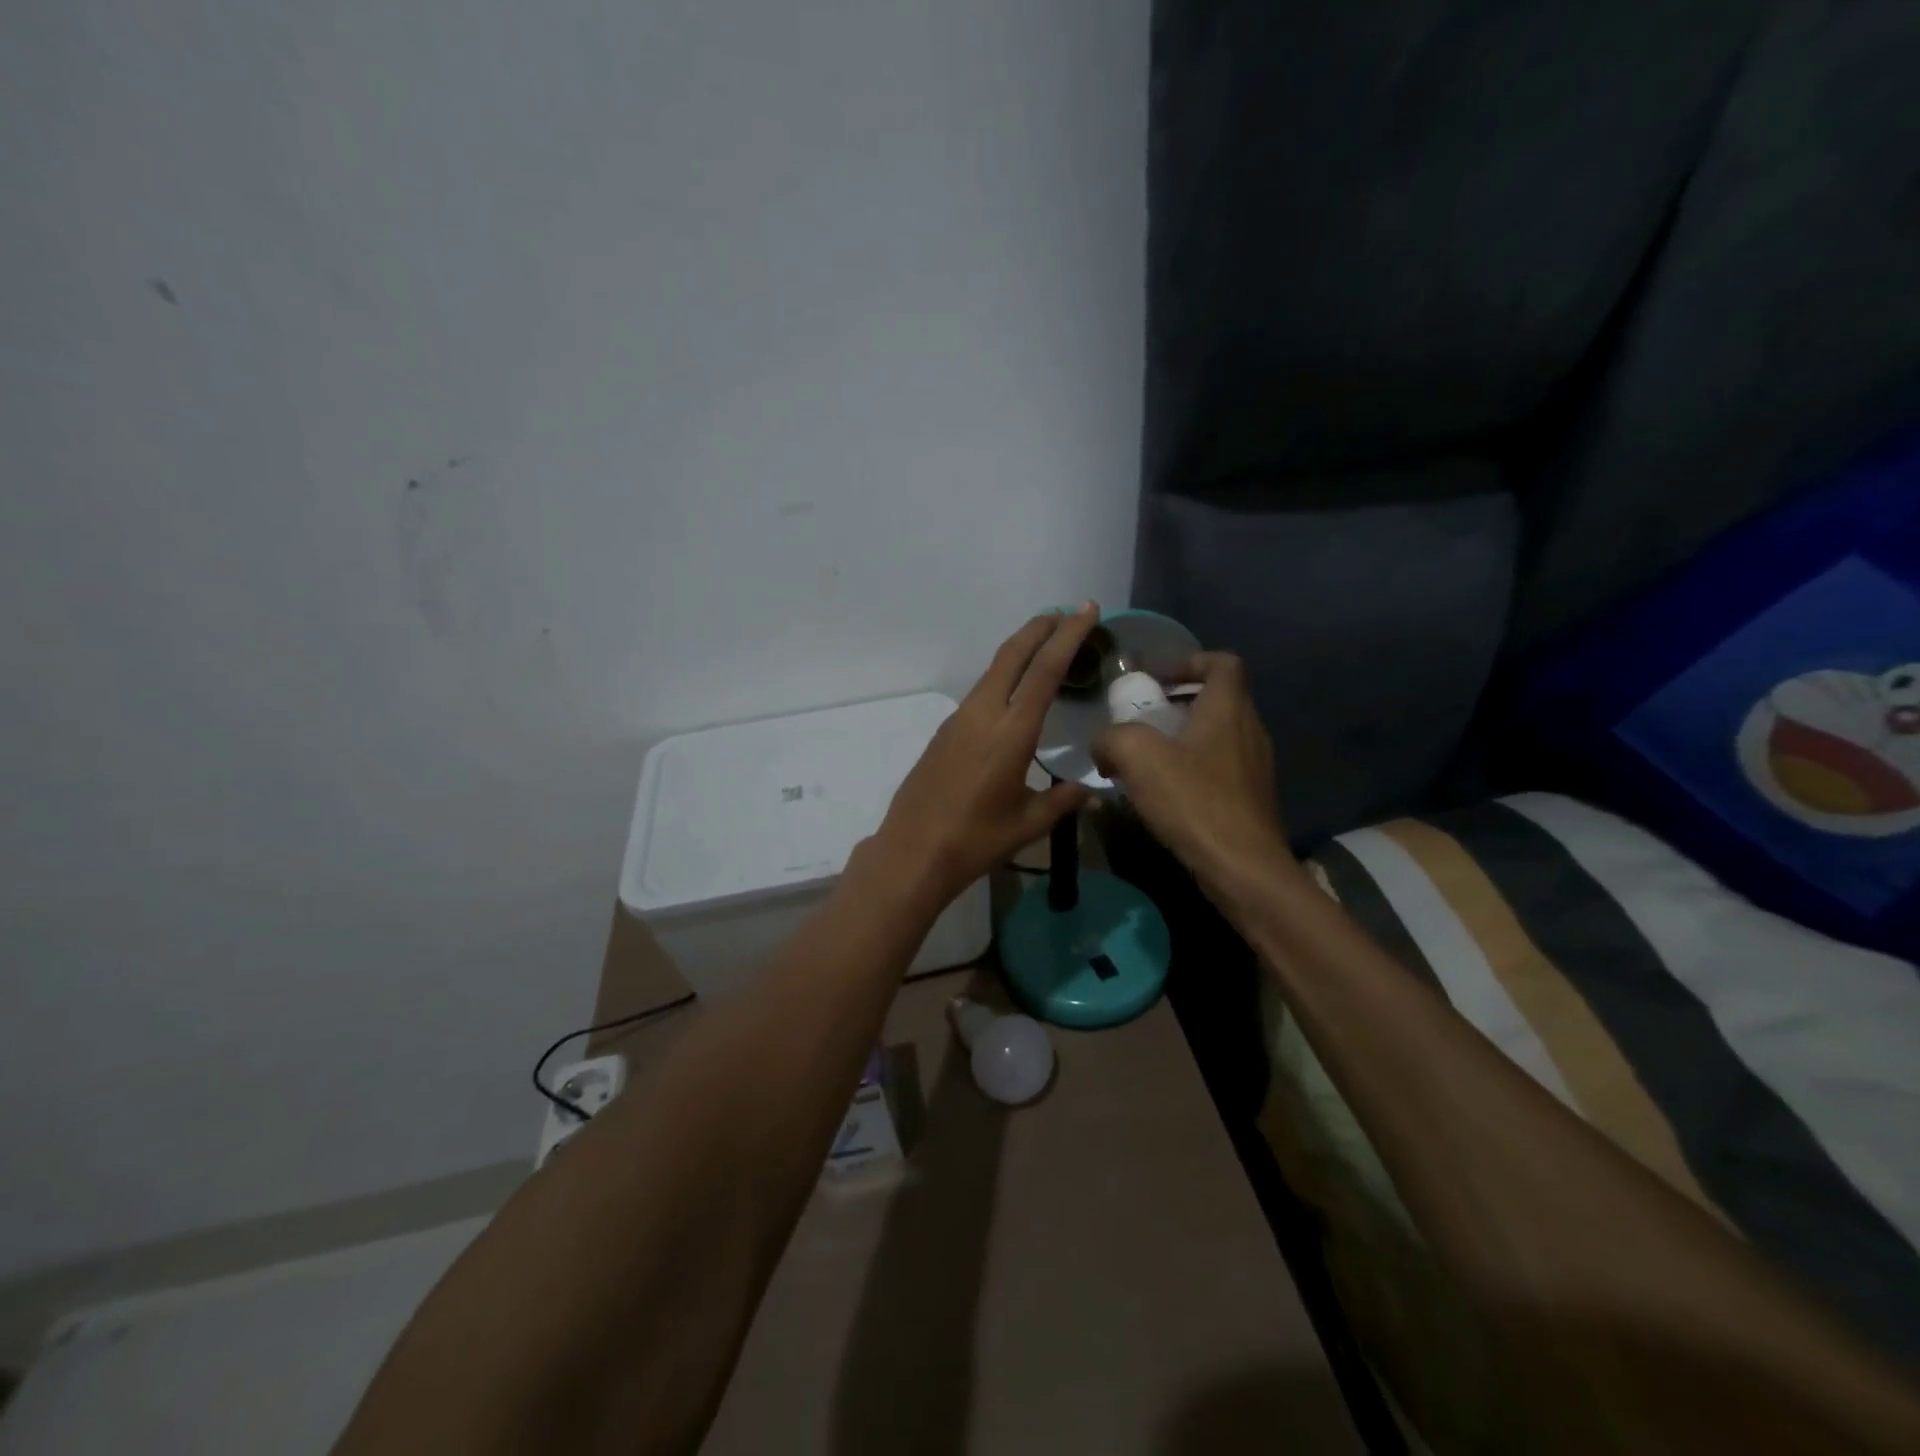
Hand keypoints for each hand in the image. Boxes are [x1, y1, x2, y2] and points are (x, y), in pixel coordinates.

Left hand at [872, 605, 1099, 904]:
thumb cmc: (975, 840)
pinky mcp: (945, 731)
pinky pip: (981, 690)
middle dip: (1041, 627)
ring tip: (1048, 647)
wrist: (913, 852)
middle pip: (1013, 653)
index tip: (1086, 609)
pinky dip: (1005, 676)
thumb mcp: (1028, 824)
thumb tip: (1092, 793)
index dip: (1068, 635)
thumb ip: (1063, 801)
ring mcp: (959, 719)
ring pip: (994, 669)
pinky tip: (1016, 693)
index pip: (1045, 669)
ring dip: (1021, 649)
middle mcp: (984, 713)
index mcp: (1011, 732)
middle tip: (1068, 614)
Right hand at [1092, 651, 1293, 884]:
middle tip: (1141, 719)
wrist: (1242, 868)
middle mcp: (1249, 730)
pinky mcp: (1250, 798)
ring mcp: (1254, 766)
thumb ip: (1113, 738)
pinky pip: (1218, 768)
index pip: (1222, 663)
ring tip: (1144, 759)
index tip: (1157, 678)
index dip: (1189, 661)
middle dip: (1177, 702)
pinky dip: (1191, 768)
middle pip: (1217, 699)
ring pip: (1216, 736)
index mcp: (1228, 708)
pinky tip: (1163, 794)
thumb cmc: (1194, 801)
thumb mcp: (1138, 757)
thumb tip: (1104, 745)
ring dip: (1181, 738)